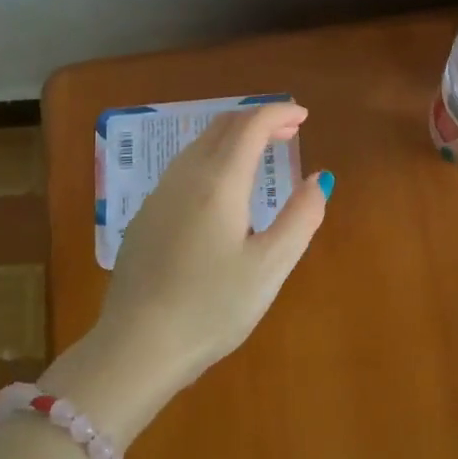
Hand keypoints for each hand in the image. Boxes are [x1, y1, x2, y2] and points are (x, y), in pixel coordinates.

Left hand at [43, 103, 330, 445]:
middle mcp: (185, 176)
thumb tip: (320, 179)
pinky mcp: (145, 215)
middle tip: (288, 131)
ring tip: (259, 152)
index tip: (302, 115)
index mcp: (219, 183)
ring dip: (232, 137)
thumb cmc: (211, 308)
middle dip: (257, 120)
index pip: (250, 126)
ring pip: (199, 145)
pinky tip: (221, 186)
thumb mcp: (269, 267)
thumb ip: (301, 218)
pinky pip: (183, 166)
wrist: (137, 345)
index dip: (278, 113)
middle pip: (222, 127)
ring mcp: (159, 194)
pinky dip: (212, 157)